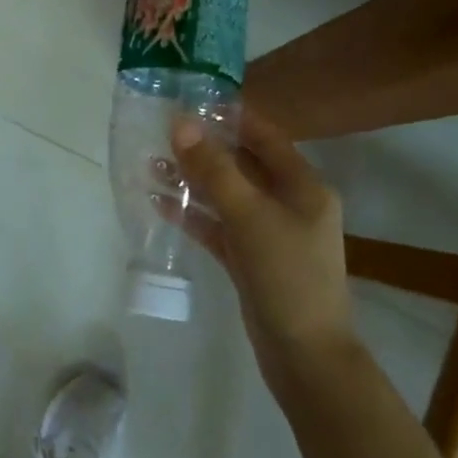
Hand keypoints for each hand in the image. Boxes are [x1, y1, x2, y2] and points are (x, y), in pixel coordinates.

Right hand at [163, 107, 353, 362]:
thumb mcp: (250, 216)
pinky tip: (158, 202)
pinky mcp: (249, 258)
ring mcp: (267, 232)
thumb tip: (181, 123)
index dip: (231, 116)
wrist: (305, 357)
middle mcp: (287, 202)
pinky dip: (192, 214)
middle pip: (241, 163)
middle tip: (161, 129)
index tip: (192, 99)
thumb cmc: (287, 275)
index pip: (264, 136)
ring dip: (192, 181)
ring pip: (225, 195)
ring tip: (151, 163)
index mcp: (302, 185)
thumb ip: (214, 169)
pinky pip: (217, 225)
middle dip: (203, 148)